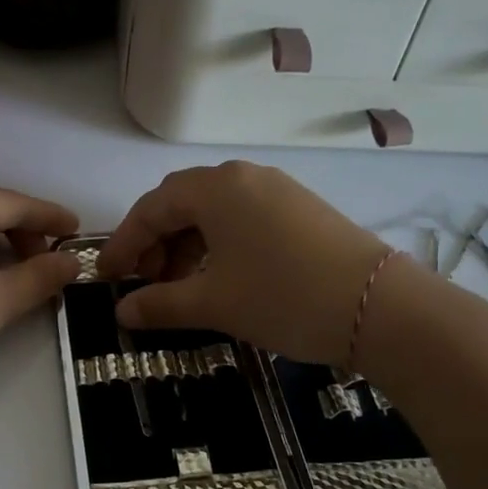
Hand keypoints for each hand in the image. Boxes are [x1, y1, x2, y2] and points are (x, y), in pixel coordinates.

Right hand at [100, 162, 386, 363]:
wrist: (380, 307)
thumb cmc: (283, 297)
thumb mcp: (213, 303)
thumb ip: (159, 305)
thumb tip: (122, 312)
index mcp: (216, 188)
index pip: (151, 208)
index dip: (124, 243)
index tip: (107, 277)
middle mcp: (244, 177)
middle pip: (181, 204)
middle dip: (155, 243)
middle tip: (145, 284)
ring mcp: (276, 190)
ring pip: (213, 212)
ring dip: (186, 246)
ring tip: (181, 287)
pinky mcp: (300, 209)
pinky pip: (242, 219)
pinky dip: (218, 245)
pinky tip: (219, 277)